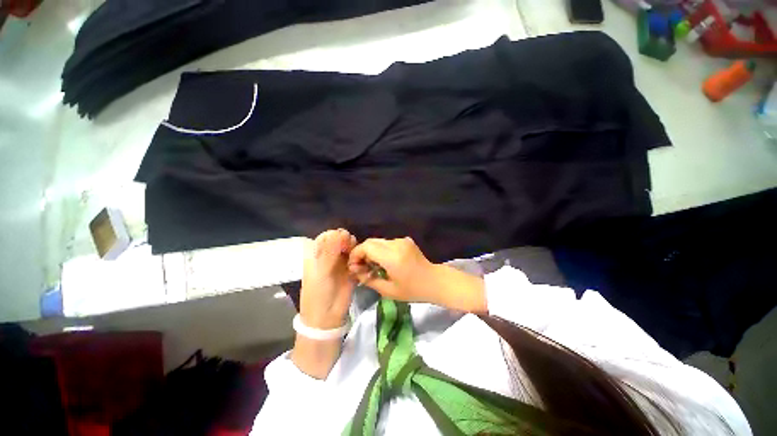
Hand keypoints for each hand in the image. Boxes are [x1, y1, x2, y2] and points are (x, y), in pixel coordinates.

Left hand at [300, 229, 357, 328]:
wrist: (326, 317)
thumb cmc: (318, 293)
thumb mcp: (321, 271)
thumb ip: (331, 251)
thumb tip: (341, 231)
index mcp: (317, 254)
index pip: (327, 236)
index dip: (336, 235)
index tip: (344, 239)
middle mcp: (329, 256)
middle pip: (340, 241)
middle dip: (347, 241)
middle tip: (351, 248)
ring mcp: (341, 263)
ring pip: (350, 249)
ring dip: (355, 250)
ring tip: (356, 257)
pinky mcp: (351, 271)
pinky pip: (357, 260)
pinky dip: (360, 259)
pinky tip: (361, 264)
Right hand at [347, 237, 437, 302]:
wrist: (434, 281)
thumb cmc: (413, 290)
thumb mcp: (388, 291)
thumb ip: (369, 279)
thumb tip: (355, 271)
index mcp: (392, 257)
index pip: (367, 247)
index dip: (356, 254)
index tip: (354, 266)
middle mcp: (396, 244)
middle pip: (371, 241)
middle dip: (362, 252)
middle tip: (361, 267)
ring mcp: (402, 240)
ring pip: (378, 241)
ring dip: (371, 251)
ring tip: (372, 266)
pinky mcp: (406, 240)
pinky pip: (387, 243)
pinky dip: (381, 250)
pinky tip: (384, 262)